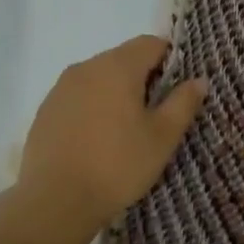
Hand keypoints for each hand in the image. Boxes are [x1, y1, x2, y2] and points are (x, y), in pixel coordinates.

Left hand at [17, 36, 207, 229]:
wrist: (55, 200)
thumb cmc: (117, 165)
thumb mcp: (162, 137)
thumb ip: (183, 103)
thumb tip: (198, 80)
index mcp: (117, 67)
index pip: (151, 43)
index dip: (170, 61)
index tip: (177, 91)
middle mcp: (86, 67)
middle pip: (123, 59)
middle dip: (143, 79)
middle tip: (155, 117)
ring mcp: (60, 88)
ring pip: (99, 79)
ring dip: (116, 94)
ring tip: (125, 132)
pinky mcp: (45, 110)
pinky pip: (78, 98)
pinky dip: (92, 109)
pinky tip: (96, 141)